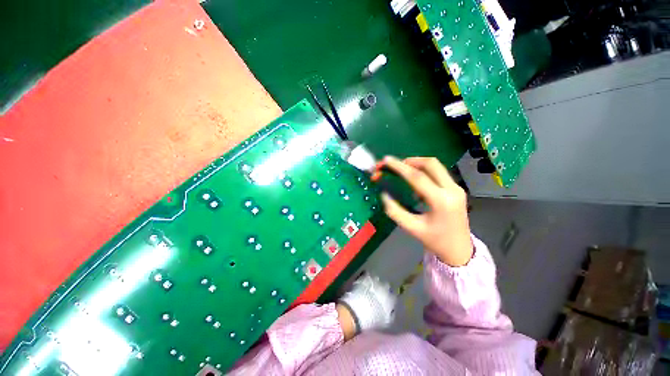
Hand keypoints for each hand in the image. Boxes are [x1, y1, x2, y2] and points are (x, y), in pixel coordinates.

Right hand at [379, 156, 471, 265]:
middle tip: (396, 165)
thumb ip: (394, 210)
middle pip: (431, 164)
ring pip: (436, 166)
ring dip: (418, 164)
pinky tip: (416, 183)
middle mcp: (452, 190)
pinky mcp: (457, 189)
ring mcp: (457, 188)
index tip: (386, 160)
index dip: (399, 167)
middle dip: (411, 160)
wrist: (459, 250)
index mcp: (440, 201)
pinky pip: (439, 173)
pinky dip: (425, 172)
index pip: (417, 177)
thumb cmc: (435, 240)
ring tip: (403, 171)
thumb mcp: (411, 227)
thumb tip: (384, 194)